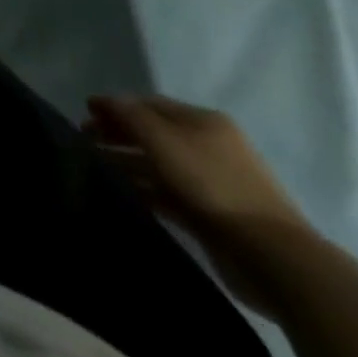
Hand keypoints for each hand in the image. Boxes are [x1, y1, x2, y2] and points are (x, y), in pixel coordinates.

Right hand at [85, 94, 313, 313]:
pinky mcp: (212, 213)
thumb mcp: (163, 140)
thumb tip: (105, 101)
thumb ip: (129, 116)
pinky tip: (123, 191)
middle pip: (153, 133)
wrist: (273, 256)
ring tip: (95, 166)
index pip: (149, 103)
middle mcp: (209, 146)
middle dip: (118, 133)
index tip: (84, 111)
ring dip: (127, 161)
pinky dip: (144, 188)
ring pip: (159, 164)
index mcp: (204, 121)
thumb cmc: (213, 185)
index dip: (115, 105)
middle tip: (84, 139)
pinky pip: (169, 193)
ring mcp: (213, 182)